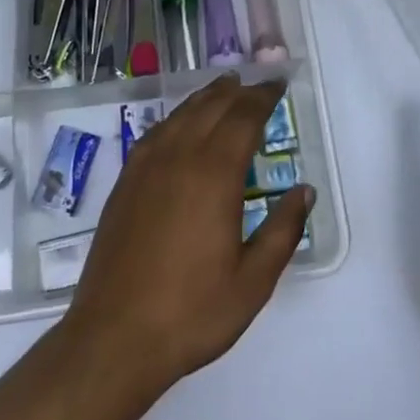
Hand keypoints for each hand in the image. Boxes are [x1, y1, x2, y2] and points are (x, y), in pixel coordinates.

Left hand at [60, 75, 313, 392]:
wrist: (115, 335)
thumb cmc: (192, 312)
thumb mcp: (253, 281)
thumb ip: (283, 231)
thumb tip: (304, 191)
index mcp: (215, 175)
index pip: (244, 118)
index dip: (263, 98)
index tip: (277, 85)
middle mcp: (180, 157)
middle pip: (213, 107)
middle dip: (239, 91)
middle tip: (257, 84)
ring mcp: (148, 166)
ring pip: (182, 114)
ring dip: (207, 96)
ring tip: (224, 86)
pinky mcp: (126, 180)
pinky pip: (156, 132)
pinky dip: (176, 117)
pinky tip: (181, 122)